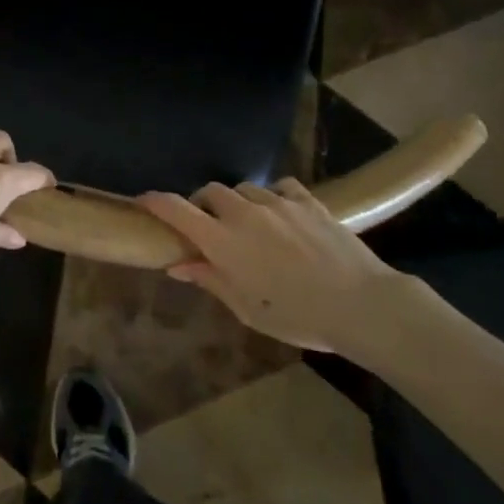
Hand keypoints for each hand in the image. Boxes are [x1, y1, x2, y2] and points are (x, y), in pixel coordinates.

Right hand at [138, 178, 401, 352]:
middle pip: (211, 192)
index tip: (144, 201)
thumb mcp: (247, 308)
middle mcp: (245, 213)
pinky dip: (272, 198)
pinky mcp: (307, 199)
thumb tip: (177, 264)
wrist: (359, 303)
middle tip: (210, 228)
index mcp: (223, 241)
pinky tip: (281, 215)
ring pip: (244, 189)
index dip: (156, 202)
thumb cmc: (297, 316)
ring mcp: (278, 202)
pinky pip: (280, 188)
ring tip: (249, 225)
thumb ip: (211, 279)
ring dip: (237, 203)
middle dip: (203, 204)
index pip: (177, 210)